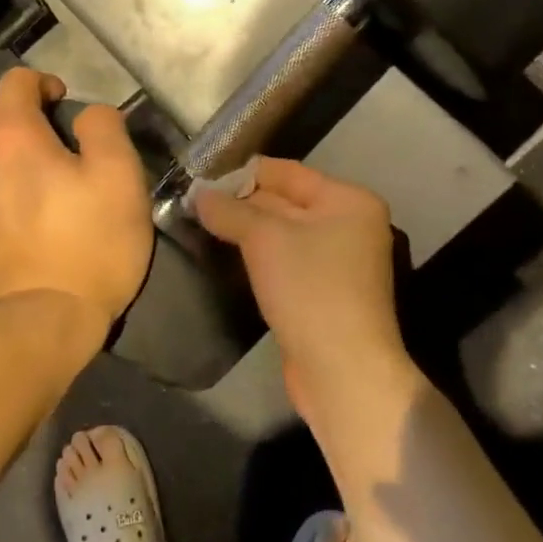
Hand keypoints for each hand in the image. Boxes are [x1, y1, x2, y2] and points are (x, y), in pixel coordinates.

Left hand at [0, 69, 152, 339]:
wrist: (39, 324)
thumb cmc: (89, 247)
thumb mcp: (121, 179)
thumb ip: (105, 129)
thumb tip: (86, 114)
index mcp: (13, 137)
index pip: (15, 83)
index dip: (42, 82)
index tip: (64, 101)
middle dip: (15, 107)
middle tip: (48, 131)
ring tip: (21, 164)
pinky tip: (0, 200)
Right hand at [193, 158, 405, 413]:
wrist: (342, 370)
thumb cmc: (310, 289)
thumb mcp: (264, 239)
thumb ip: (230, 211)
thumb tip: (199, 195)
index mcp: (348, 201)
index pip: (288, 172)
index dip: (243, 172)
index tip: (201, 175)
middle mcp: (349, 225)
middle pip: (285, 201)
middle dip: (241, 202)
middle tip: (193, 201)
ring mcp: (338, 261)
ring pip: (282, 234)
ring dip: (246, 231)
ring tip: (201, 224)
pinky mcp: (323, 292)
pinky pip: (285, 261)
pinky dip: (258, 257)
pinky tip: (227, 256)